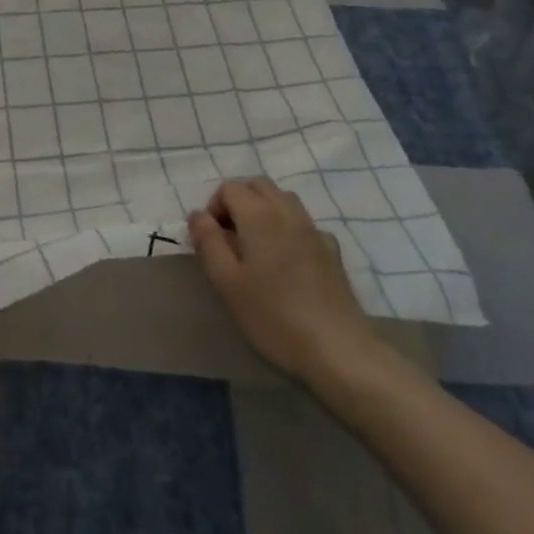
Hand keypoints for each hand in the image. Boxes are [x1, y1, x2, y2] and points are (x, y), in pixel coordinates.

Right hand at [189, 178, 389, 387]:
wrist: (336, 348)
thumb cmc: (273, 315)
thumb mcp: (227, 282)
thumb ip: (208, 242)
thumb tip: (197, 215)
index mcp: (259, 215)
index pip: (230, 188)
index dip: (214, 207)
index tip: (211, 241)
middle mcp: (288, 212)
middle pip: (258, 185)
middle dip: (238, 202)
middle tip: (229, 239)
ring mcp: (314, 230)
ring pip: (283, 199)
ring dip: (264, 210)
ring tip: (255, 247)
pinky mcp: (332, 251)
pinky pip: (304, 224)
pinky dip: (288, 229)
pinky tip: (287, 262)